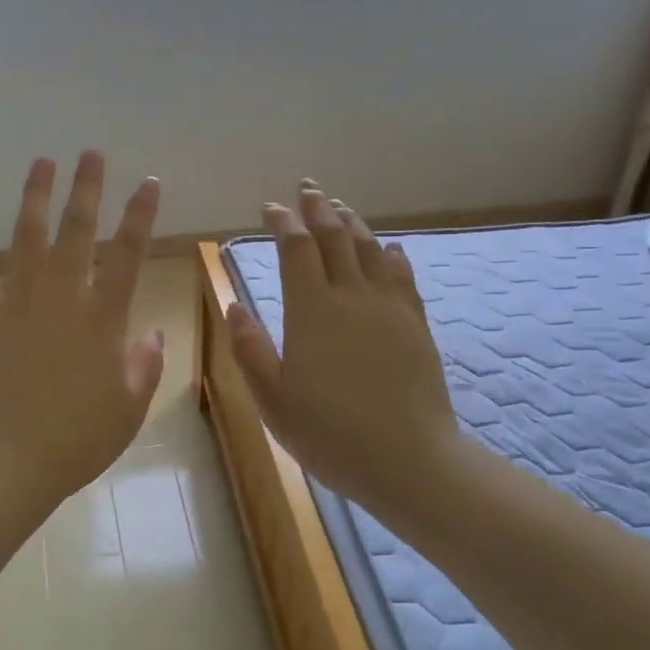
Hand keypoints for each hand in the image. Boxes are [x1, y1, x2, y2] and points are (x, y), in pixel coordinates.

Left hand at [0, 152, 165, 515]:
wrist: (5, 461)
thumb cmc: (76, 439)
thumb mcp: (129, 408)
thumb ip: (146, 366)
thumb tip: (153, 334)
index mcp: (103, 318)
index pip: (129, 254)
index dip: (141, 215)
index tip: (150, 183)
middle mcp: (62, 298)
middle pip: (77, 231)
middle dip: (87, 188)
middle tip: (91, 153)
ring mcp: (18, 303)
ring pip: (28, 238)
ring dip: (35, 197)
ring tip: (42, 162)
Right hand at [226, 185, 463, 520]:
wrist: (409, 459)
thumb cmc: (329, 434)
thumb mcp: (273, 400)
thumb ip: (250, 350)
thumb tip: (233, 305)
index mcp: (311, 311)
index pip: (296, 250)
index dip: (283, 223)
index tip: (271, 208)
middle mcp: (351, 297)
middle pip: (335, 238)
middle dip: (319, 209)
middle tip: (308, 190)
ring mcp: (389, 308)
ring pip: (370, 250)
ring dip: (353, 224)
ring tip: (341, 207)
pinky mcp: (416, 324)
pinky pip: (403, 277)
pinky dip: (392, 255)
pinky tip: (389, 248)